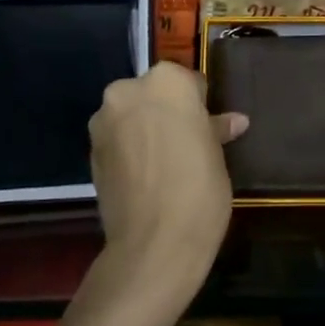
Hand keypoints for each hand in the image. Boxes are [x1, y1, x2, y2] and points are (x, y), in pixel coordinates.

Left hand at [88, 63, 248, 302]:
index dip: (199, 104)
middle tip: (186, 143)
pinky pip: (117, 140)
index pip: (188, 81)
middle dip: (166, 112)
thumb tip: (234, 122)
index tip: (207, 127)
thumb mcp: (217, 154)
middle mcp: (129, 91)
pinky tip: (146, 176)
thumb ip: (215, 129)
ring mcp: (104, 122)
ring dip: (144, 130)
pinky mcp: (90, 152)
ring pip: (131, 115)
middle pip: (153, 94)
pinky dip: (129, 150)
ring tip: (165, 163)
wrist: (154, 243)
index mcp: (167, 81)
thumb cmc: (199, 187)